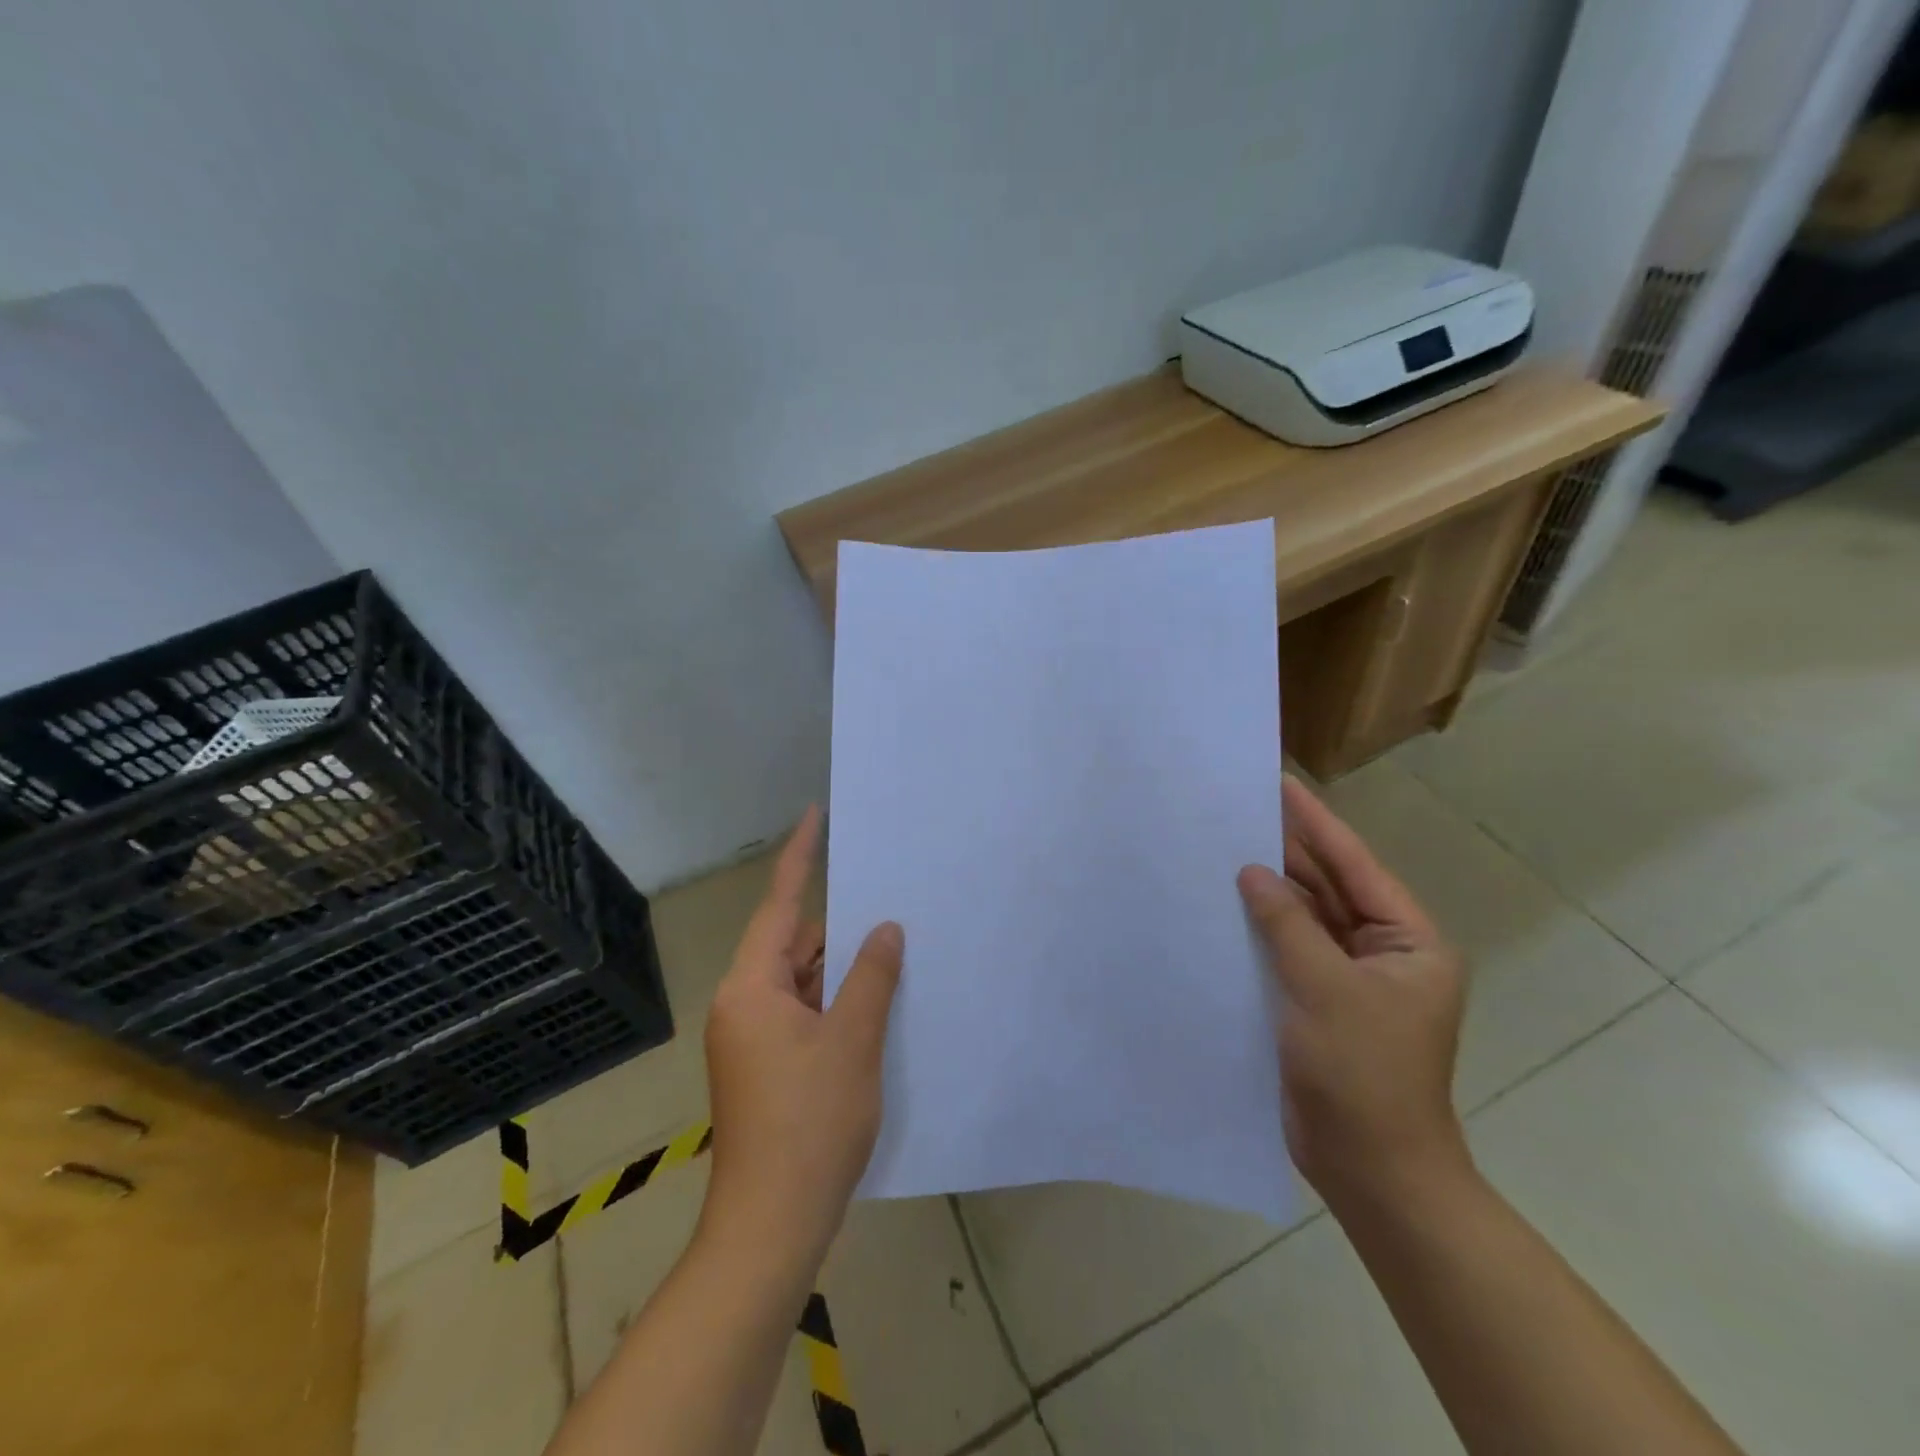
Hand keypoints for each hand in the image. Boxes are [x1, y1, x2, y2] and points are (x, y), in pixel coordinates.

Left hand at [701, 806, 903, 1264]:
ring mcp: (753, 1039)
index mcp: (752, 988)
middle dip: (840, 928)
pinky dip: (835, 1003)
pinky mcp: (767, 1066)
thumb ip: (871, 977)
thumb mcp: (853, 1041)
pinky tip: (875, 1002)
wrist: (772, 1225)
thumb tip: (885, 928)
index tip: (816, 815)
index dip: (800, 857)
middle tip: (890, 898)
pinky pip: (803, 1013)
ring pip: (802, 983)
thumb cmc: (810, 1123)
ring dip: (841, 971)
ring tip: (894, 948)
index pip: (780, 906)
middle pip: (794, 946)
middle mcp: (745, 1004)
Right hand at [1238, 775, 1470, 1213]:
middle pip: (1329, 888)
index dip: (1316, 824)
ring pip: (1305, 919)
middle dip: (1288, 851)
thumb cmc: (1363, 1074)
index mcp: (1408, 942)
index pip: (1355, 867)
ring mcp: (1349, 979)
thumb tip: (1252, 872)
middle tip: (1241, 808)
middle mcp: (1383, 953)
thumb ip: (1287, 924)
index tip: (1281, 784)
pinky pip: (1288, 951)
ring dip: (1270, 889)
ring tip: (1225, 845)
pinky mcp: (1318, 1002)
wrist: (1371, 1169)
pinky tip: (1225, 905)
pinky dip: (1261, 929)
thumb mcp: (1325, 989)